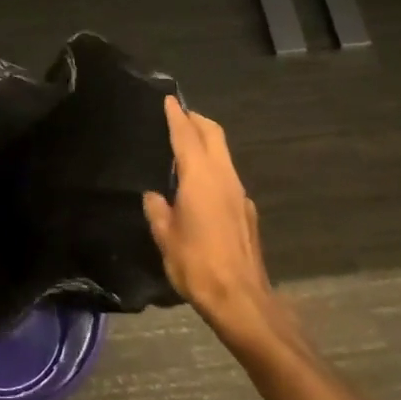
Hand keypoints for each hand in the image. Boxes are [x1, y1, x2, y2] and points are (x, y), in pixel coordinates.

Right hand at [143, 97, 293, 350]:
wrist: (242, 300)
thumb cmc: (197, 265)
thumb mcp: (165, 237)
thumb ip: (157, 210)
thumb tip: (154, 196)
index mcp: (200, 178)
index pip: (186, 135)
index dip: (176, 116)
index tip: (169, 99)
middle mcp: (223, 177)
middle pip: (213, 135)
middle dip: (196, 120)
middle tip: (178, 115)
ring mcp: (239, 194)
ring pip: (223, 154)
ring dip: (206, 142)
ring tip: (185, 146)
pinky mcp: (247, 212)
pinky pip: (227, 176)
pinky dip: (213, 167)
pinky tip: (200, 185)